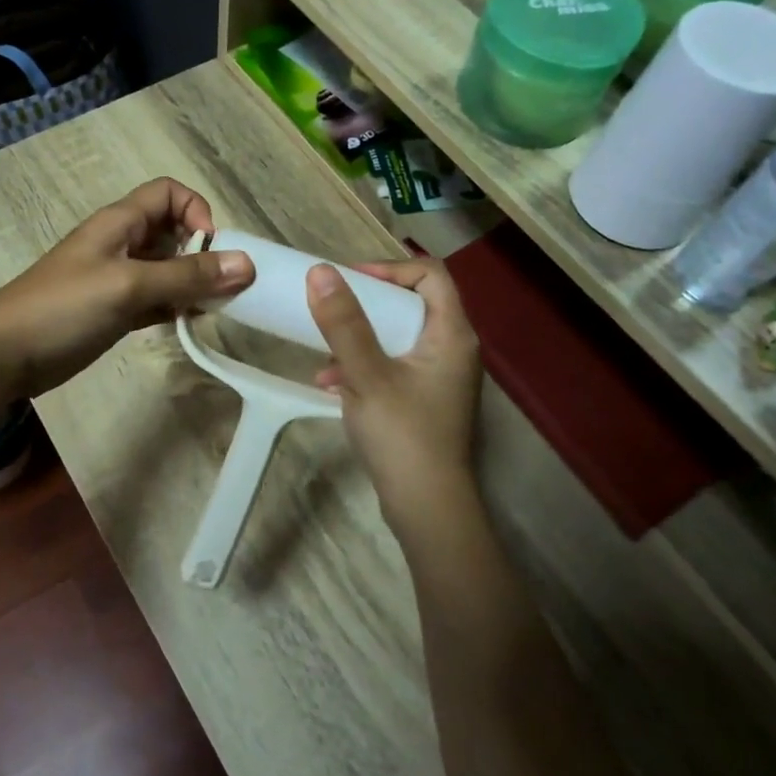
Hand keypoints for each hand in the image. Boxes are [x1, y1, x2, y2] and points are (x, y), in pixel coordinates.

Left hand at [0, 178, 254, 398]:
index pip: (168, 193)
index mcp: (120, 223)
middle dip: (202, 253)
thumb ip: (186, 275)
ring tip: (209, 310)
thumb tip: (247, 264)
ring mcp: (117, 279)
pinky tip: (187, 324)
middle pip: (173, 233)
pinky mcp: (114, 311)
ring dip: (192, 284)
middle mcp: (121, 244)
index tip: (209, 247)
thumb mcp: (129, 285)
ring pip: (167, 270)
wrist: (6, 355)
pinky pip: (156, 300)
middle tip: (221, 288)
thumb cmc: (64, 307)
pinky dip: (175, 307)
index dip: (195, 211)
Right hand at [306, 258, 482, 547]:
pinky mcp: (426, 401)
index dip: (390, 267)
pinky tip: (332, 385)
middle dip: (367, 303)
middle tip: (332, 306)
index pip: (430, 274)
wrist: (427, 507)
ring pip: (399, 336)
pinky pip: (394, 365)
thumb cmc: (402, 434)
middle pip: (413, 303)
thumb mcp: (366, 374)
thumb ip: (344, 323)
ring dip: (361, 337)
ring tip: (325, 352)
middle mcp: (453, 349)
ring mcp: (440, 378)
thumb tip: (321, 272)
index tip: (350, 279)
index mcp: (451, 334)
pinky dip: (365, 366)